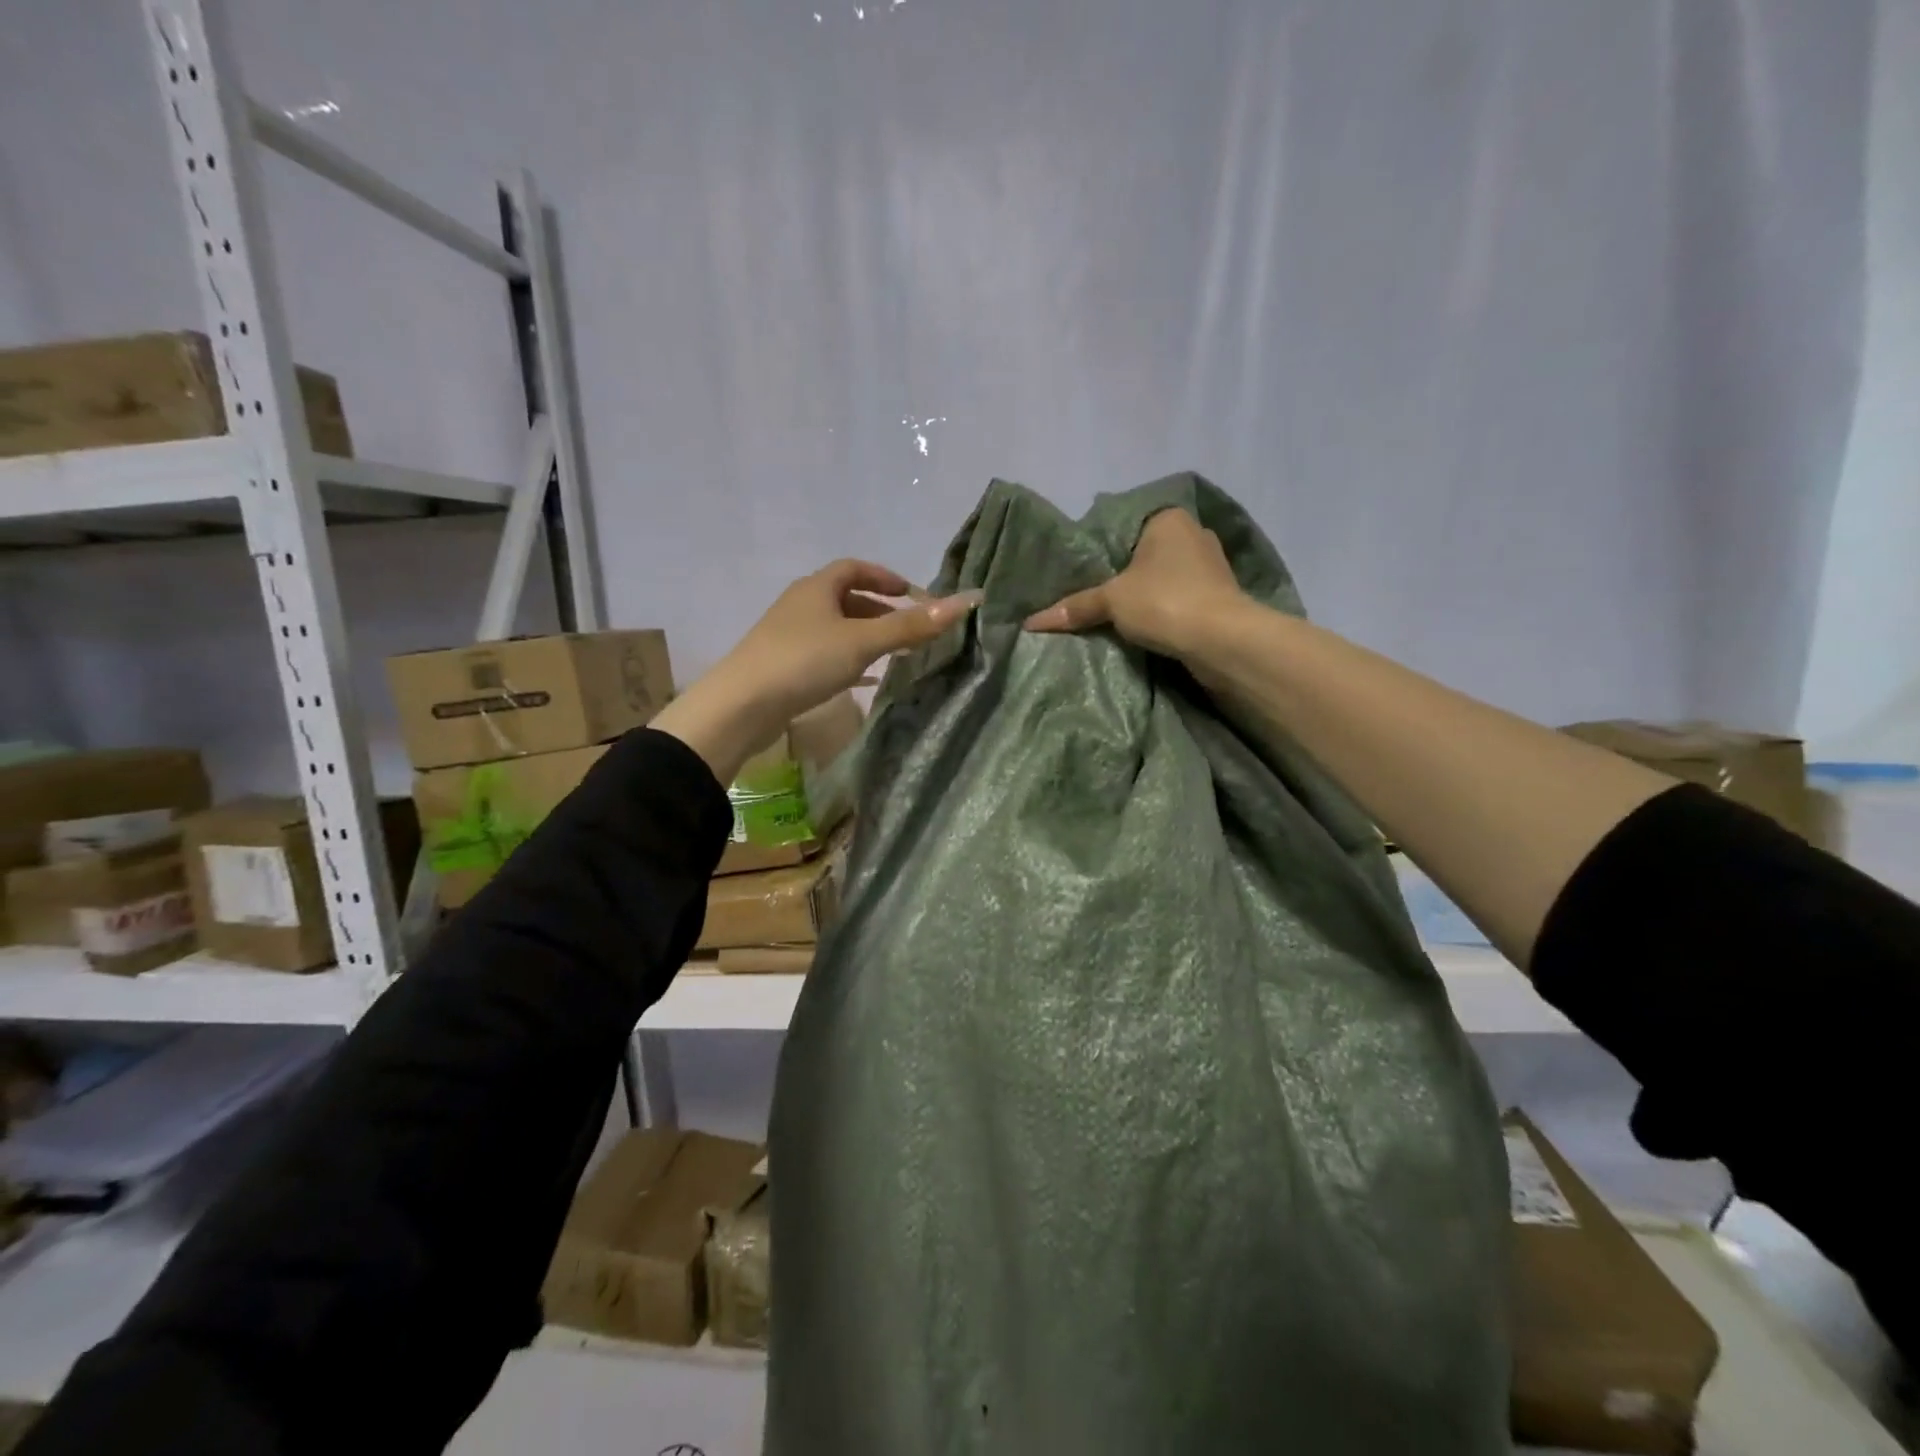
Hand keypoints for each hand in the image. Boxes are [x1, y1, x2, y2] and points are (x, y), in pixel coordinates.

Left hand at [654, 560, 980, 782]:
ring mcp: (789, 636)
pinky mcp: (784, 666)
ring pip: (836, 629)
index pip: (855, 568)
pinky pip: (825, 655)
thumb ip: (912, 626)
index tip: (913, 595)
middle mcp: (801, 605)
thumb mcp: (863, 641)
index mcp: (817, 587)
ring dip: (866, 637)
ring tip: (895, 654)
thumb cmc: (804, 661)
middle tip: (911, 629)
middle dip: (881, 610)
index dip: (886, 577)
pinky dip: (850, 660)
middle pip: (846, 598)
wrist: (742, 706)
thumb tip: (966, 601)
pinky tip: (865, 679)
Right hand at [1023, 508, 1246, 660]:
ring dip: (1149, 596)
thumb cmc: (1164, 601)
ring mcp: (1213, 566)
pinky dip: (1167, 611)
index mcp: (1168, 519)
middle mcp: (1194, 534)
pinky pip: (1183, 599)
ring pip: (1167, 578)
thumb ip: (1075, 607)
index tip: (1085, 573)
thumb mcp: (1111, 601)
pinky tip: (1149, 627)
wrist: (1221, 640)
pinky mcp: (1222, 597)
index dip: (1104, 550)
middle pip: (1147, 554)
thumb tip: (1031, 623)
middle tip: (1096, 596)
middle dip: (1127, 575)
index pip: (1126, 527)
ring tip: (1118, 616)